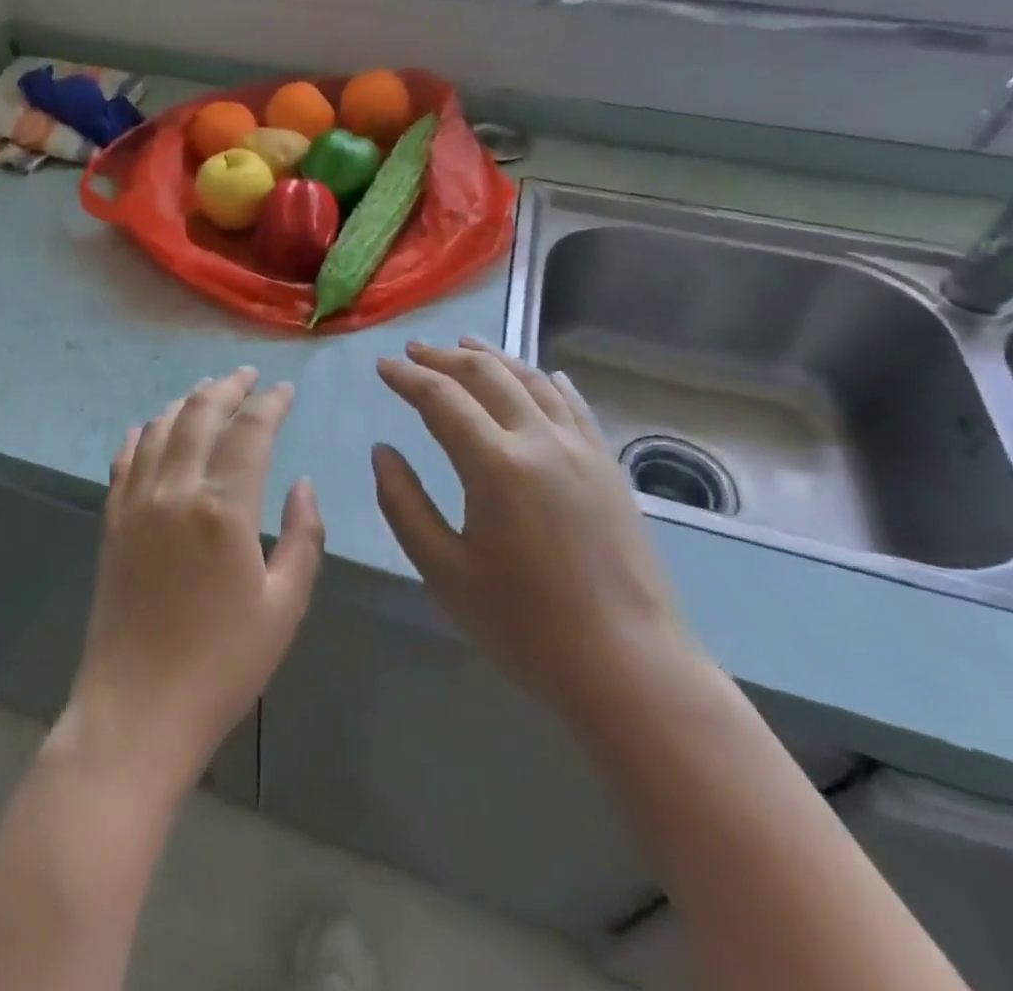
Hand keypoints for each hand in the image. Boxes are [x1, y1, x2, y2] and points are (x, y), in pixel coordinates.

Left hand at [64, 368, 325, 798]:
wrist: (136, 709)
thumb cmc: (223, 665)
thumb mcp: (284, 606)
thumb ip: (303, 537)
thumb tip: (302, 483)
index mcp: (224, 508)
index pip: (250, 431)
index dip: (270, 403)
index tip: (285, 390)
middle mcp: (175, 490)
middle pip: (200, 414)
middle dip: (228, 387)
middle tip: (248, 376)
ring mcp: (136, 502)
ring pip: (161, 428)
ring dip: (187, 402)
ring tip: (208, 391)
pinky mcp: (112, 520)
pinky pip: (126, 459)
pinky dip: (144, 433)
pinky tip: (154, 428)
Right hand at [373, 338, 694, 722]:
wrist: (630, 668)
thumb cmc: (525, 626)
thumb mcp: (444, 571)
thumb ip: (404, 504)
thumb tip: (382, 451)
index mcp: (496, 465)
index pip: (441, 398)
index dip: (407, 377)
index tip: (383, 365)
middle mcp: (541, 441)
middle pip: (487, 375)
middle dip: (445, 357)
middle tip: (414, 350)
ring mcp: (583, 450)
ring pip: (533, 381)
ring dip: (494, 357)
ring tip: (467, 344)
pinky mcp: (609, 467)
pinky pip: (575, 406)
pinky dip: (549, 382)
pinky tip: (543, 375)